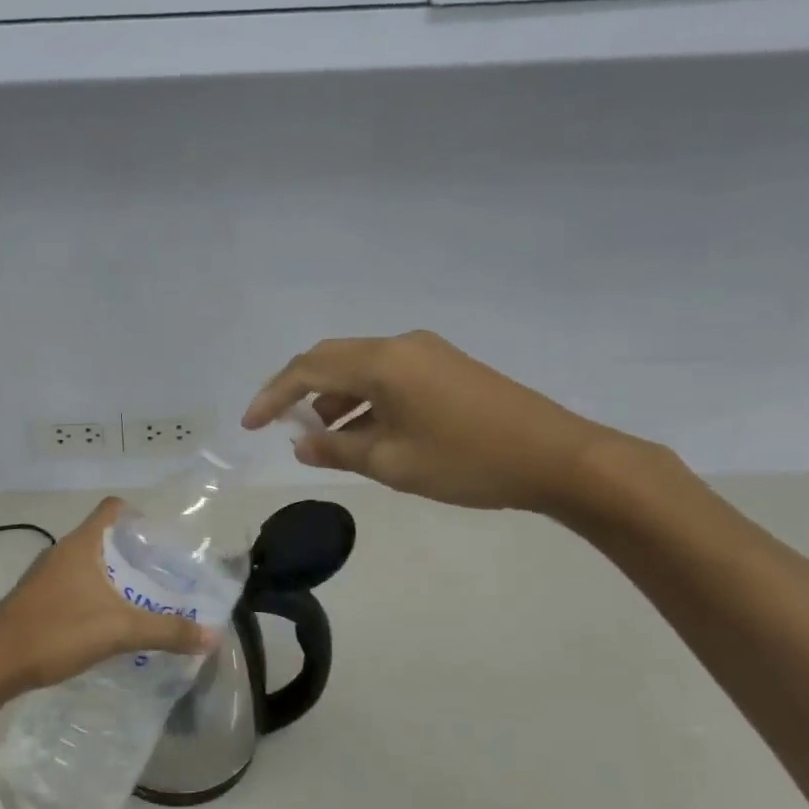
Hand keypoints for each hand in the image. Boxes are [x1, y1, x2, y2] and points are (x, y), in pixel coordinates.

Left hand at [0, 499, 217, 702]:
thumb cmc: (56, 632)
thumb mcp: (119, 630)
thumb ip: (167, 631)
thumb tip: (212, 635)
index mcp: (81, 544)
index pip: (112, 508)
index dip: (139, 515)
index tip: (162, 540)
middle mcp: (61, 552)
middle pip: (103, 537)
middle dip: (133, 552)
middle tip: (163, 575)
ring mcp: (44, 576)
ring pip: (87, 563)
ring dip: (113, 576)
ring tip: (141, 600)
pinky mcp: (35, 599)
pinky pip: (73, 585)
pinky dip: (94, 594)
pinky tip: (107, 623)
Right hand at [242, 330, 627, 514]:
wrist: (558, 457)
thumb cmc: (467, 461)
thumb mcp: (392, 463)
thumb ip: (338, 449)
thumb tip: (301, 443)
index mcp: (382, 362)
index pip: (308, 369)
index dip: (273, 396)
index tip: (250, 426)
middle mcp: (400, 345)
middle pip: (331, 359)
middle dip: (299, 391)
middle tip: (279, 425)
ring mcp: (427, 353)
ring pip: (361, 368)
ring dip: (334, 397)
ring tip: (323, 439)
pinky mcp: (446, 367)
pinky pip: (388, 375)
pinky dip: (364, 399)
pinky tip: (364, 432)